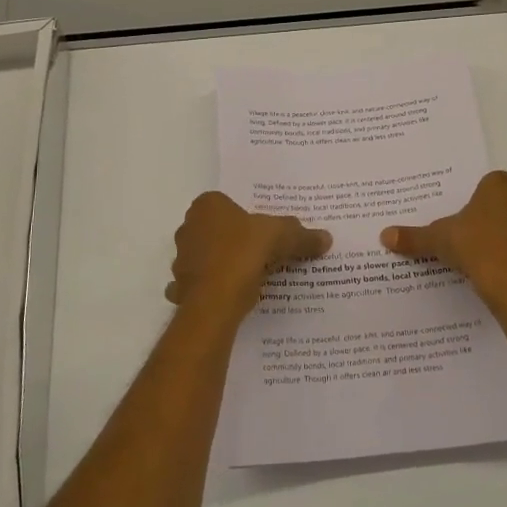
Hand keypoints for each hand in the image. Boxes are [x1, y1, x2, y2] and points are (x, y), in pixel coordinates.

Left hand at [166, 192, 330, 323]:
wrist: (214, 303)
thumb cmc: (243, 254)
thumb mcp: (281, 237)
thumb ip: (302, 235)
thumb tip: (326, 238)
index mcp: (207, 206)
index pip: (228, 203)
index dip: (247, 216)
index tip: (265, 229)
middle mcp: (188, 227)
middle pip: (218, 230)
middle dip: (236, 239)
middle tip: (264, 251)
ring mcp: (181, 259)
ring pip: (209, 257)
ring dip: (226, 264)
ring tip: (253, 275)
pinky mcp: (181, 288)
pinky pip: (204, 284)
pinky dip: (217, 288)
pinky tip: (236, 296)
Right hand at [382, 171, 506, 320]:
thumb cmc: (474, 246)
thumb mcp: (438, 240)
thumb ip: (414, 237)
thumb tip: (385, 235)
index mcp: (500, 187)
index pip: (500, 178)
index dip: (488, 190)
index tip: (473, 204)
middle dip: (503, 208)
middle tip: (478, 223)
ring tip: (488, 247)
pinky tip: (500, 266)